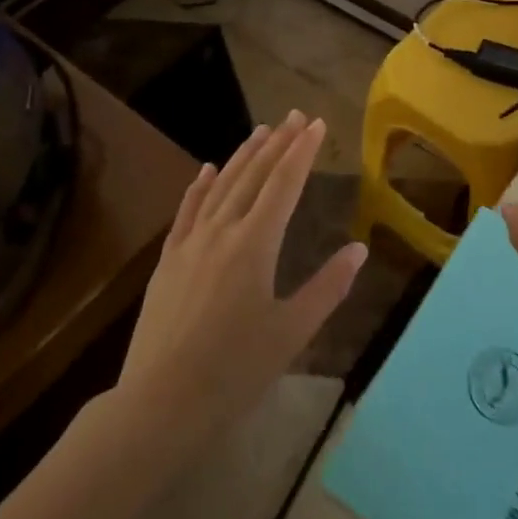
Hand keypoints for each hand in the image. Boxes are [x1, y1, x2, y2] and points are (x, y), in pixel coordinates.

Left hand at [113, 112, 366, 458]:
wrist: (158, 403)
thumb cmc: (234, 370)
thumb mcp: (292, 331)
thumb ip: (327, 287)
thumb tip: (358, 249)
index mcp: (256, 244)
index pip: (285, 184)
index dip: (302, 152)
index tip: (315, 124)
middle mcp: (222, 231)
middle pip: (254, 176)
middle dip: (277, 143)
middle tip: (293, 115)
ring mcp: (190, 243)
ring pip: (221, 186)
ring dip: (243, 156)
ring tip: (261, 130)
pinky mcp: (168, 261)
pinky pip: (187, 210)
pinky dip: (201, 186)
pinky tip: (208, 169)